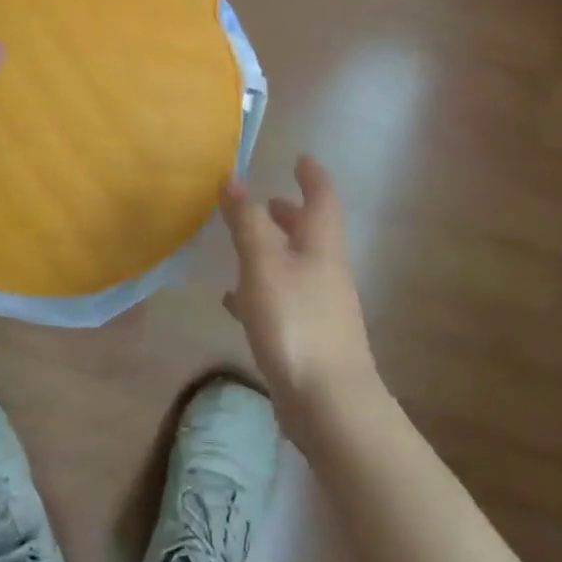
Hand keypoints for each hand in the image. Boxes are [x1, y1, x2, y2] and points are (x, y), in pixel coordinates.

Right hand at [221, 156, 382, 438]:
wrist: (329, 403)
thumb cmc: (295, 322)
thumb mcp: (263, 265)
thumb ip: (246, 221)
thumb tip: (232, 177)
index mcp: (321, 246)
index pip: (322, 198)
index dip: (312, 176)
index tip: (301, 158)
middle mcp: (326, 271)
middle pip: (312, 232)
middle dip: (291, 213)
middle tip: (268, 199)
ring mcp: (320, 306)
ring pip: (296, 265)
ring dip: (275, 249)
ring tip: (246, 242)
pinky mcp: (308, 336)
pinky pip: (282, 299)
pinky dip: (261, 289)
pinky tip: (236, 300)